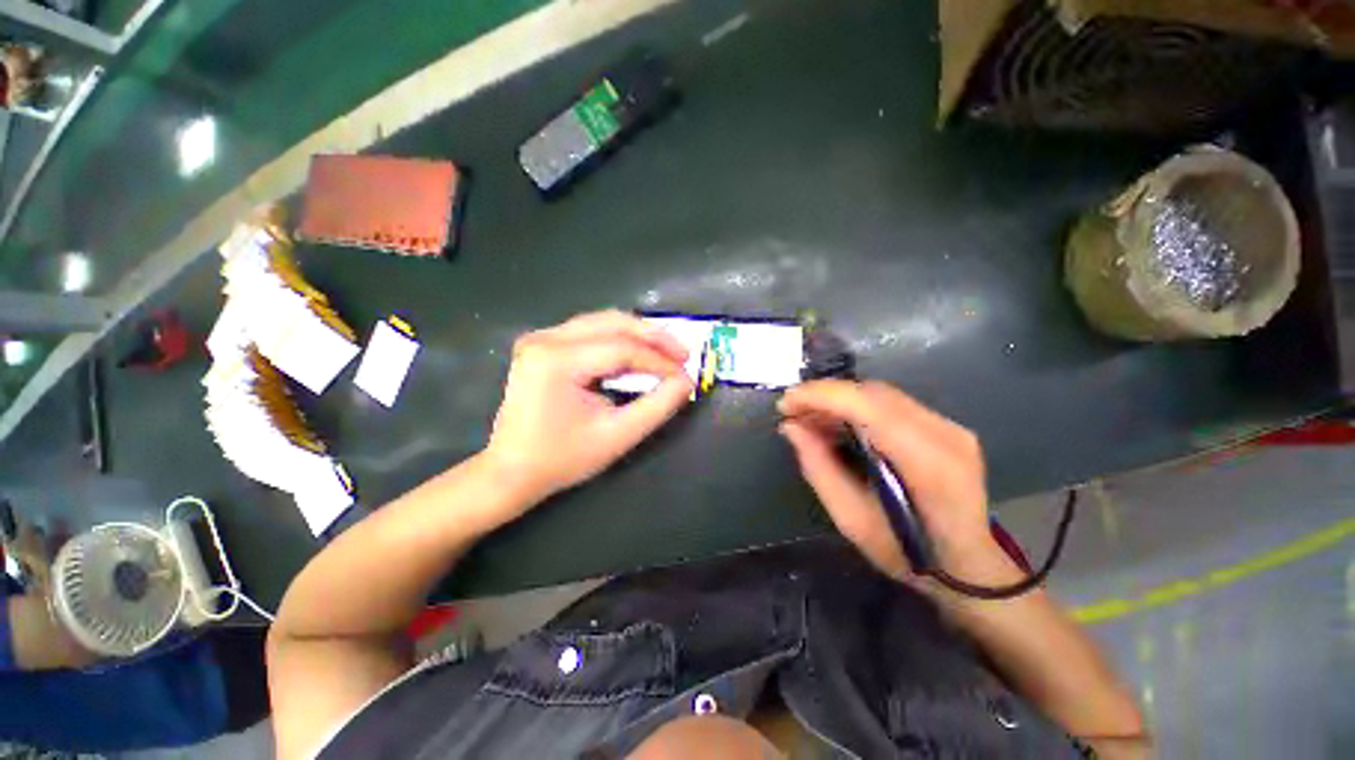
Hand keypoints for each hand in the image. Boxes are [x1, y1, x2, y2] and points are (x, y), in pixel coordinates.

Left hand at [485, 310, 694, 502]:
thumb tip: (686, 381)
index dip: (659, 361)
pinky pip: (590, 331)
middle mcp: (546, 339)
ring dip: (638, 335)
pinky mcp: (542, 344)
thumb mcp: (617, 436)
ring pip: (602, 322)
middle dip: (653, 337)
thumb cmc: (562, 459)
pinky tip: (637, 352)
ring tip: (666, 352)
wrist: (511, 471)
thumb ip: (657, 406)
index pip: (622, 349)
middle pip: (613, 323)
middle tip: (683, 354)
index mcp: (557, 360)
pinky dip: (618, 339)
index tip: (686, 375)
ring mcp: (541, 338)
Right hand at [778, 380, 1002, 581]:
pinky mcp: (946, 426)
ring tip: (808, 417)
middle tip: (792, 412)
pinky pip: (891, 403)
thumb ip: (819, 469)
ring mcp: (950, 427)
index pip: (867, 406)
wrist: (968, 566)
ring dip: (839, 399)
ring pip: (881, 394)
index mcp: (927, 464)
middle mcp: (944, 435)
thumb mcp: (852, 520)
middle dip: (824, 395)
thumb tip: (791, 427)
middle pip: (873, 393)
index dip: (821, 396)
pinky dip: (856, 405)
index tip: (785, 404)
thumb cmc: (908, 554)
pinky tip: (837, 421)